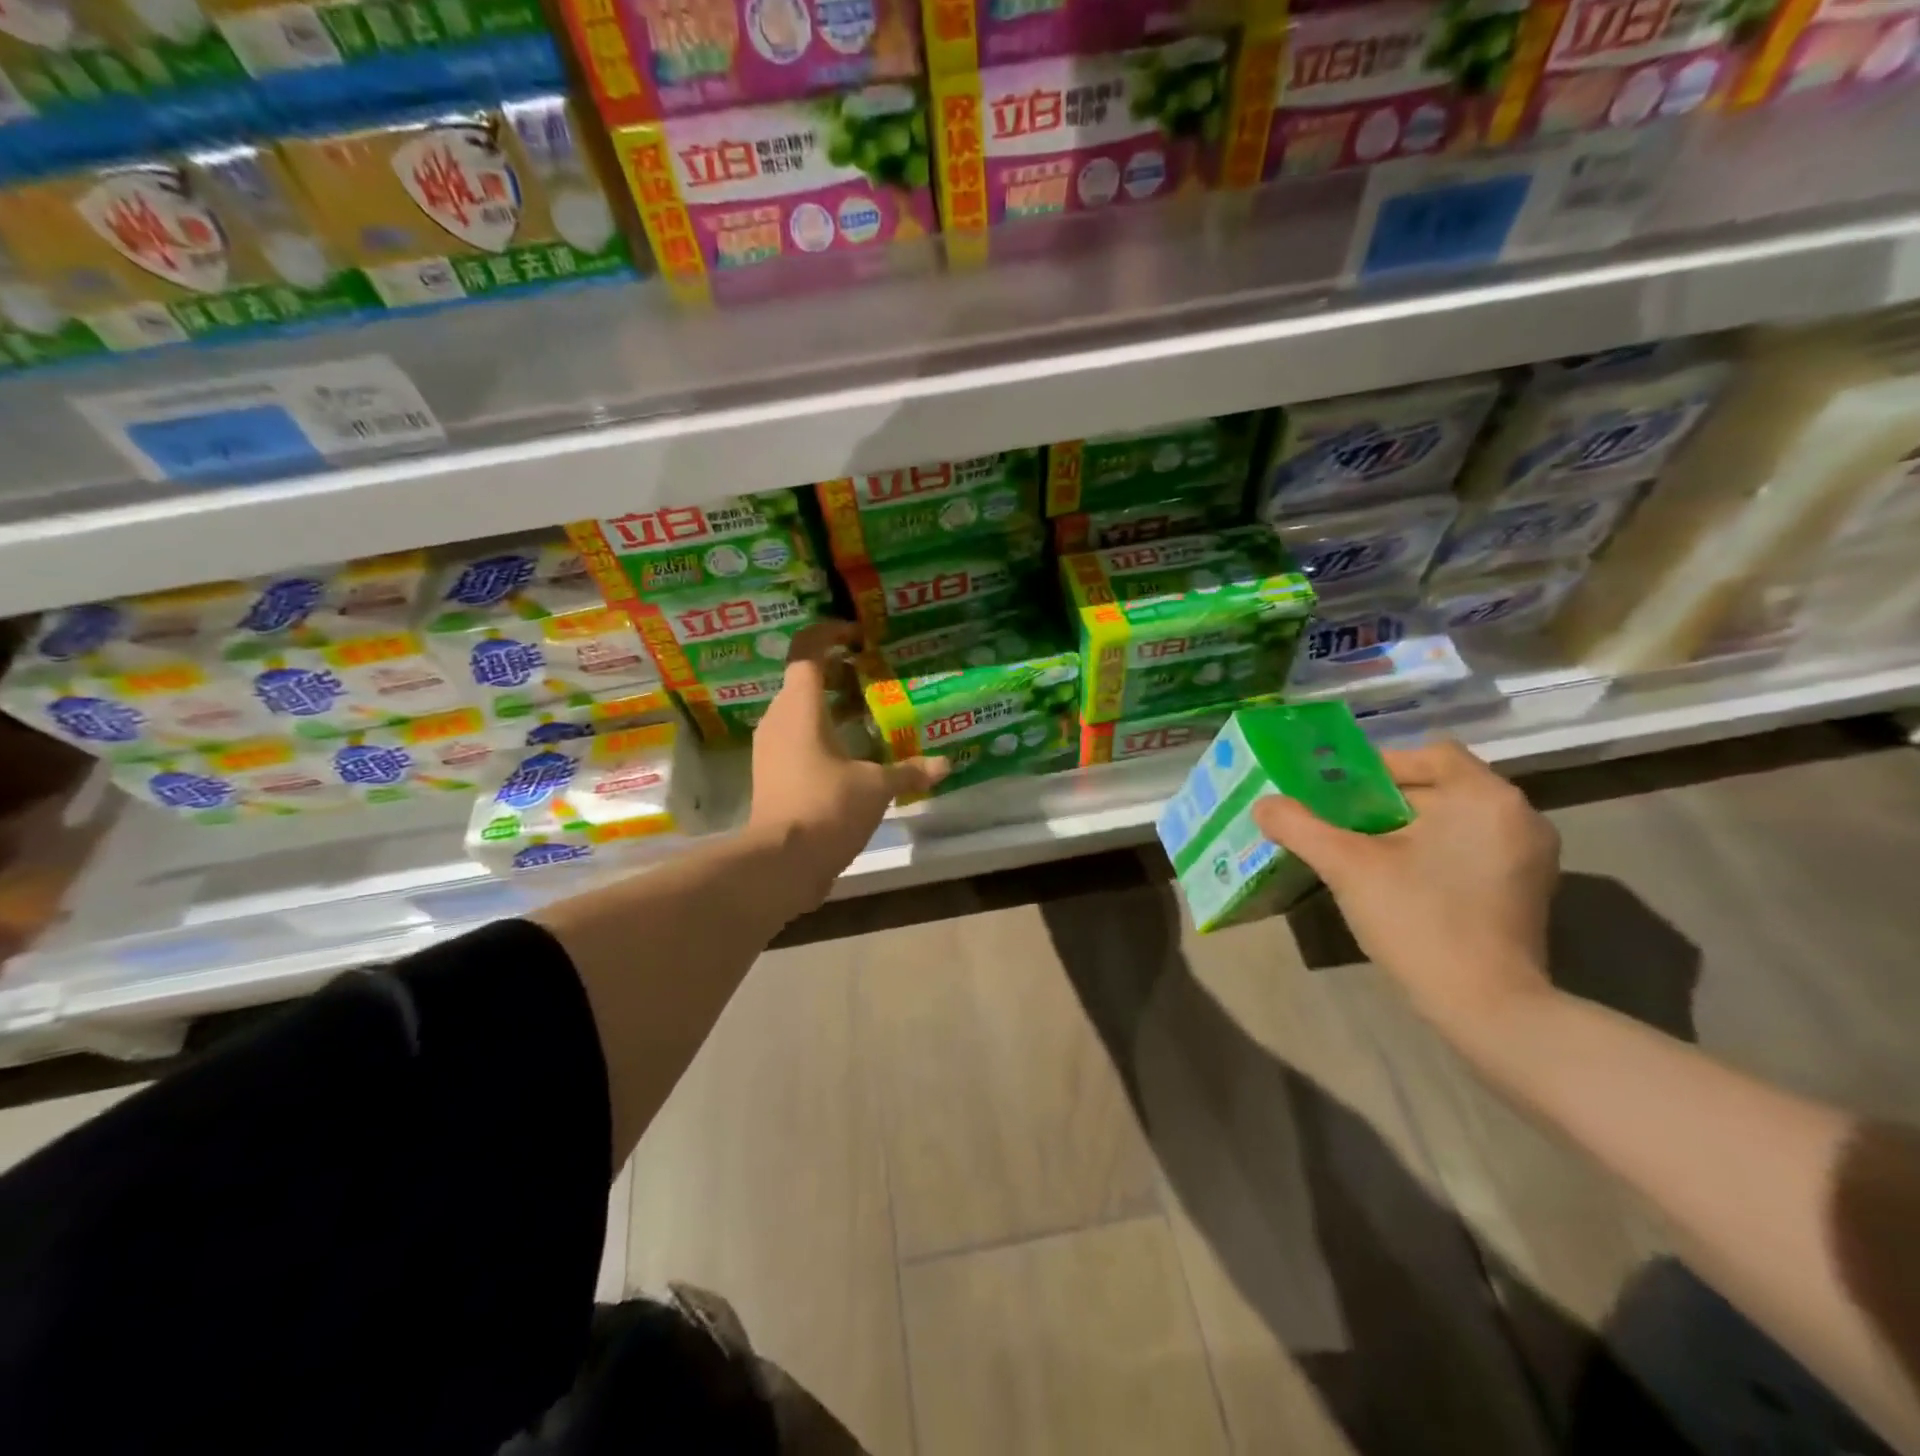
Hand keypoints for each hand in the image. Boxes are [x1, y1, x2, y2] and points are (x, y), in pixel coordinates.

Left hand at [747, 622, 947, 901]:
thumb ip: (909, 772)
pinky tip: (852, 753)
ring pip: (800, 712)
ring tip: (868, 713)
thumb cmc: (826, 808)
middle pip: (803, 680)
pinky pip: (797, 739)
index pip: (806, 651)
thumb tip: (944, 765)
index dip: (829, 633)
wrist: (780, 864)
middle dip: (837, 672)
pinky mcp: (772, 775)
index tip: (857, 635)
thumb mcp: (876, 788)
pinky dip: (823, 735)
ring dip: (830, 707)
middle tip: (873, 675)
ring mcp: (771, 749)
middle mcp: (778, 720)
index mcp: (800, 708)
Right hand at [1252, 740, 1559, 1033]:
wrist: (1487, 1008)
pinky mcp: (1527, 888)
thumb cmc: (1418, 920)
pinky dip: (1434, 851)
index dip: (1377, 766)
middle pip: (1439, 786)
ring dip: (1408, 827)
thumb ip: (1299, 826)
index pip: (1427, 753)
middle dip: (1386, 801)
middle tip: (1340, 823)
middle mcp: (1518, 815)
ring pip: (1454, 819)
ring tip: (1364, 852)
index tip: (1338, 795)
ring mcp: (1530, 855)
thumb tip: (1263, 805)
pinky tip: (1402, 880)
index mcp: (1484, 796)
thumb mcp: (1346, 866)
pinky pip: (1470, 847)